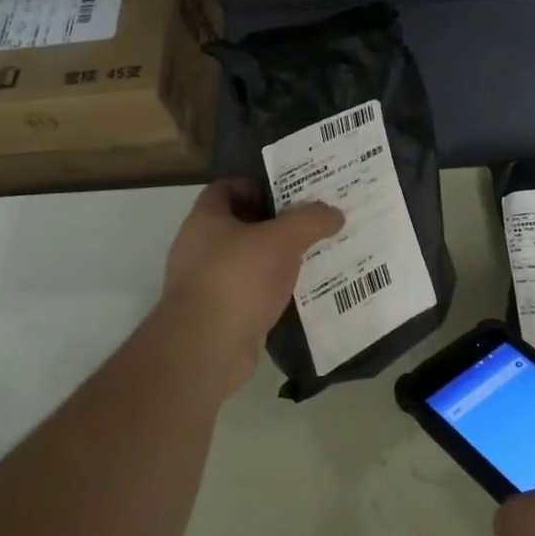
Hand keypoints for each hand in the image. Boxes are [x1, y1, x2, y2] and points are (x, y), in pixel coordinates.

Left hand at [148, 180, 343, 398]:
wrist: (206, 349)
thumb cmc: (238, 278)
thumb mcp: (283, 239)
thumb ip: (310, 221)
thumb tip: (334, 213)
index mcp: (205, 220)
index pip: (226, 188)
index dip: (256, 186)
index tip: (289, 193)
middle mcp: (199, 248)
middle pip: (241, 225)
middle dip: (276, 224)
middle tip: (312, 223)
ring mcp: (207, 285)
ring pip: (248, 261)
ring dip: (277, 259)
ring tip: (314, 257)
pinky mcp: (219, 316)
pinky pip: (251, 293)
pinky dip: (272, 291)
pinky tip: (300, 293)